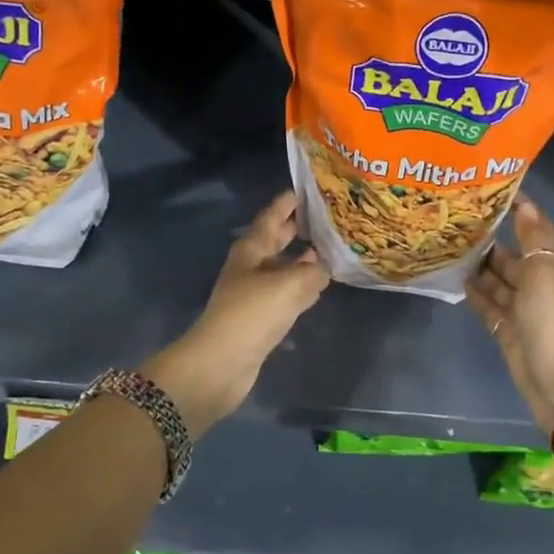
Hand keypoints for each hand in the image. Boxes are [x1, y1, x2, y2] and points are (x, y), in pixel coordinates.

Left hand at [142, 191, 329, 432]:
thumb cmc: (251, 314)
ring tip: (332, 248)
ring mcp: (256, 292)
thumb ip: (313, 271)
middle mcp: (253, 265)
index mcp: (252, 248)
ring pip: (285, 266)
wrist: (221, 364)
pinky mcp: (262, 317)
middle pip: (278, 239)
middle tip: (329, 215)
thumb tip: (326, 265)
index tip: (310, 188)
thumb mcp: (289, 285)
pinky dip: (304, 286)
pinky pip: (288, 293)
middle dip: (299, 227)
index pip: (272, 215)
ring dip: (304, 258)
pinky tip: (321, 285)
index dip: (289, 201)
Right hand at [468, 196, 553, 434]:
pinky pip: (487, 305)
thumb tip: (525, 203)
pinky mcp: (505, 331)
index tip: (489, 190)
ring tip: (447, 245)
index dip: (518, 210)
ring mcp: (519, 309)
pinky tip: (454, 278)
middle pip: (510, 256)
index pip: (534, 230)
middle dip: (488, 239)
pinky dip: (474, 293)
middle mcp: (535, 284)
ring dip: (477, 265)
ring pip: (495, 280)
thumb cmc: (551, 320)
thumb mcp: (544, 273)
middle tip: (453, 220)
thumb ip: (533, 239)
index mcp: (549, 266)